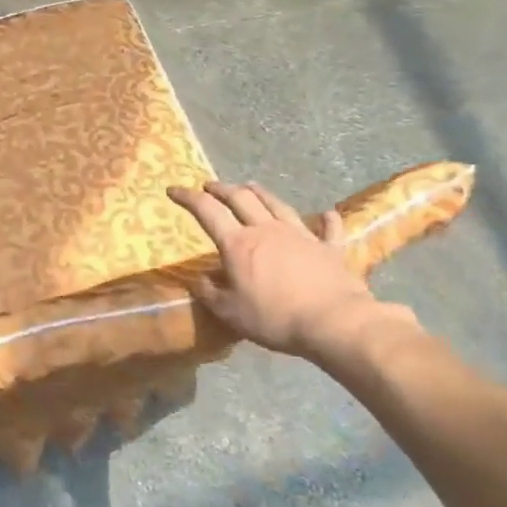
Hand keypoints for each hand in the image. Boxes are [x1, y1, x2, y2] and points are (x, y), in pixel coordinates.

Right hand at [167, 180, 418, 368]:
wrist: (333, 321)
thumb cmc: (274, 318)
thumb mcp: (230, 312)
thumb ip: (210, 293)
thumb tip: (199, 279)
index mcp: (238, 244)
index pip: (207, 212)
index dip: (188, 198)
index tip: (173, 190)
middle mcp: (267, 230)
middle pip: (241, 199)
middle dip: (222, 189)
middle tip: (209, 186)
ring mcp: (301, 236)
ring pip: (277, 205)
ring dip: (260, 193)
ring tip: (250, 185)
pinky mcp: (330, 249)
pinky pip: (328, 229)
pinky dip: (326, 220)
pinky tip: (327, 214)